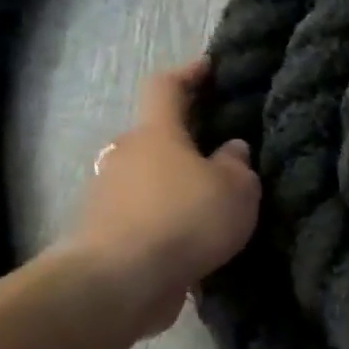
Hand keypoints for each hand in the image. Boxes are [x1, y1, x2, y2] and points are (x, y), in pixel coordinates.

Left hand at [61, 58, 261, 336]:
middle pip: (159, 137)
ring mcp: (110, 193)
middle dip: (189, 141)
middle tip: (226, 153)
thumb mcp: (237, 189)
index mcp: (157, 134)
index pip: (167, 88)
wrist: (121, 280)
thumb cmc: (186, 218)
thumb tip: (231, 149)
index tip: (209, 68)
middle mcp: (126, 155)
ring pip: (152, 176)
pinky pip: (147, 212)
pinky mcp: (109, 231)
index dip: (188, 74)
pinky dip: (171, 216)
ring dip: (180, 183)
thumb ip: (238, 165)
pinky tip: (197, 236)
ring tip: (217, 201)